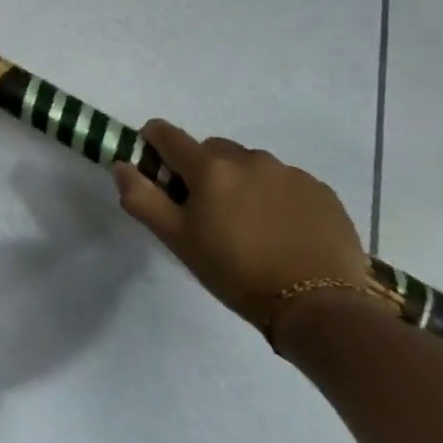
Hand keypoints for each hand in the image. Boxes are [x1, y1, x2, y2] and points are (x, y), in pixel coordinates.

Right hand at [112, 121, 382, 342]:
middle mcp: (248, 157)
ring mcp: (289, 172)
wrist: (320, 308)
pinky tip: (284, 232)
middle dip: (202, 171)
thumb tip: (121, 165)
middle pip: (210, 149)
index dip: (153, 146)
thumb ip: (142, 198)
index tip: (158, 175)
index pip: (166, 133)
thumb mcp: (178, 241)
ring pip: (250, 165)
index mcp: (209, 167)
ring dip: (241, 183)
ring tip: (251, 227)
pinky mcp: (321, 191)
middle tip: (208, 213)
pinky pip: (286, 182)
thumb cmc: (237, 273)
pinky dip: (277, 197)